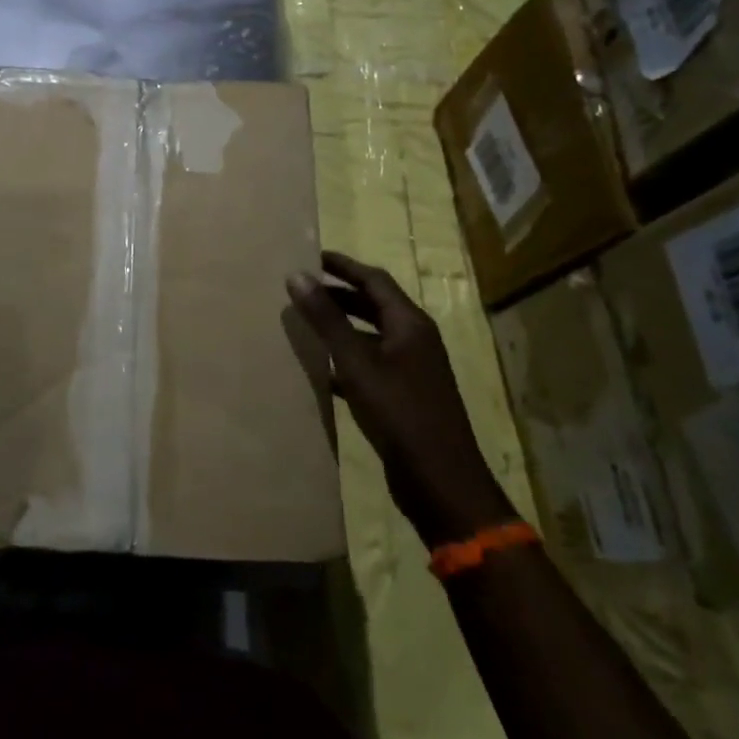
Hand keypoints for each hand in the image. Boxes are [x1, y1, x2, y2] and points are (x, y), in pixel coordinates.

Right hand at [287, 251, 514, 545]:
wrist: (441, 481)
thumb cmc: (400, 414)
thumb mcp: (357, 363)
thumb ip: (327, 319)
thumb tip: (297, 275)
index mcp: (410, 324)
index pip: (374, 280)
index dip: (343, 266)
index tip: (310, 256)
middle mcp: (415, 340)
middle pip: (374, 305)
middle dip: (340, 294)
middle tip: (302, 287)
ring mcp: (412, 370)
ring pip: (371, 336)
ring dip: (341, 326)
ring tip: (305, 322)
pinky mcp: (405, 396)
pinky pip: (370, 364)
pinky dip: (346, 358)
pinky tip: (321, 368)